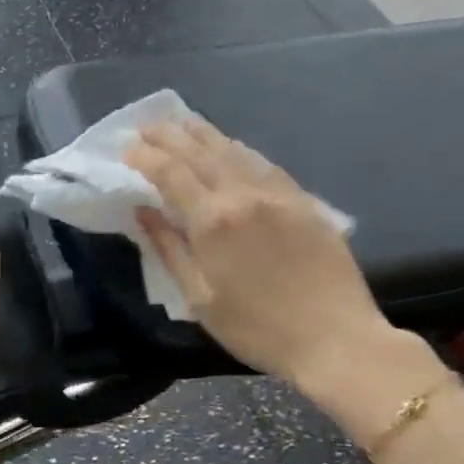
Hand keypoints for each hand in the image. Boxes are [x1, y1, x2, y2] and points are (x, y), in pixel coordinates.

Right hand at [125, 118, 393, 392]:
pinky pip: (264, 163)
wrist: (335, 339)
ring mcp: (278, 194)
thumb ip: (169, 249)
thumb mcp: (199, 298)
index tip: (127, 149)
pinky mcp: (304, 201)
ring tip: (182, 124)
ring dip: (204, 134)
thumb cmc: (256, 329)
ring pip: (234, 151)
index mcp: (213, 221)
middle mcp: (244, 195)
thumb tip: (143, 211)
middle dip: (170, 136)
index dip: (146, 157)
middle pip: (200, 152)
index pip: (171, 173)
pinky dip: (238, 150)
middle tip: (147, 127)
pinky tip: (230, 148)